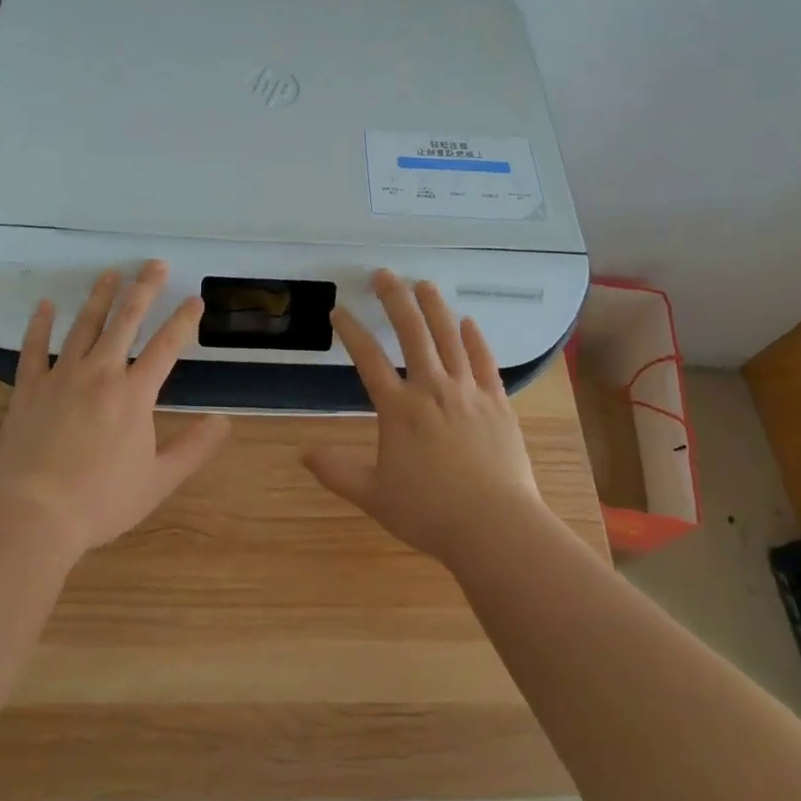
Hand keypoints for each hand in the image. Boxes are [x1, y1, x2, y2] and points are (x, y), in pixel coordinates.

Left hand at [0, 261, 230, 554]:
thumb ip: (194, 448)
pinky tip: (44, 304)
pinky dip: (39, 325)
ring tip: (111, 273)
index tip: (194, 298)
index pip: (166, 346)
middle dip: (143, 289)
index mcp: (134, 394)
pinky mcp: (29, 389)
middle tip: (154, 263)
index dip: (183, 320)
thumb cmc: (100, 501)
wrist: (32, 515)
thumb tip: (224, 421)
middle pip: (126, 321)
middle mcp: (101, 373)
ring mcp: (62, 377)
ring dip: (99, 297)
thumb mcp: (158, 480)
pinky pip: (34, 349)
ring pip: (84, 326)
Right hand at [305, 270, 548, 566]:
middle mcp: (432, 389)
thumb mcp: (374, 496)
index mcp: (399, 409)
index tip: (338, 311)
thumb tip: (302, 453)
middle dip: (395, 299)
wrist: (495, 527)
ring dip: (435, 307)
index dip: (351, 331)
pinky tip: (469, 322)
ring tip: (424, 283)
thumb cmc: (430, 513)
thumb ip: (337, 471)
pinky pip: (485, 362)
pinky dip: (476, 339)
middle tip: (383, 274)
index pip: (368, 359)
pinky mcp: (498, 402)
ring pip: (450, 338)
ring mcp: (468, 392)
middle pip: (412, 333)